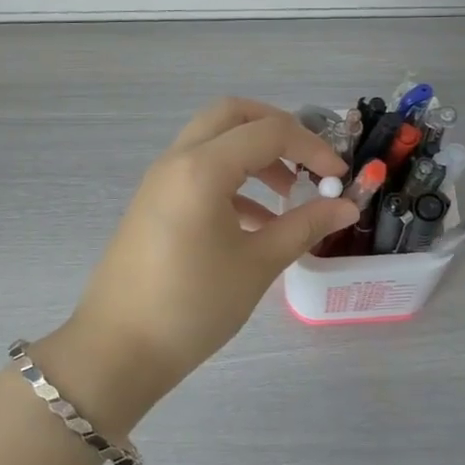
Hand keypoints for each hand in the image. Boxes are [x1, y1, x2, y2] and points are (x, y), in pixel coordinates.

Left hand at [61, 99, 357, 403]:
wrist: (118, 350)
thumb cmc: (192, 306)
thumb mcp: (258, 265)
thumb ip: (305, 226)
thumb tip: (347, 206)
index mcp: (203, 168)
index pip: (269, 132)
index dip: (312, 147)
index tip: (340, 175)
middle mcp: (178, 160)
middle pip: (232, 115)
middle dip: (276, 127)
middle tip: (308, 158)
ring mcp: (160, 179)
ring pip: (213, 140)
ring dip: (254, 154)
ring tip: (288, 194)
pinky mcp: (153, 202)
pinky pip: (198, 170)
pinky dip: (232, 179)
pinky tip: (257, 221)